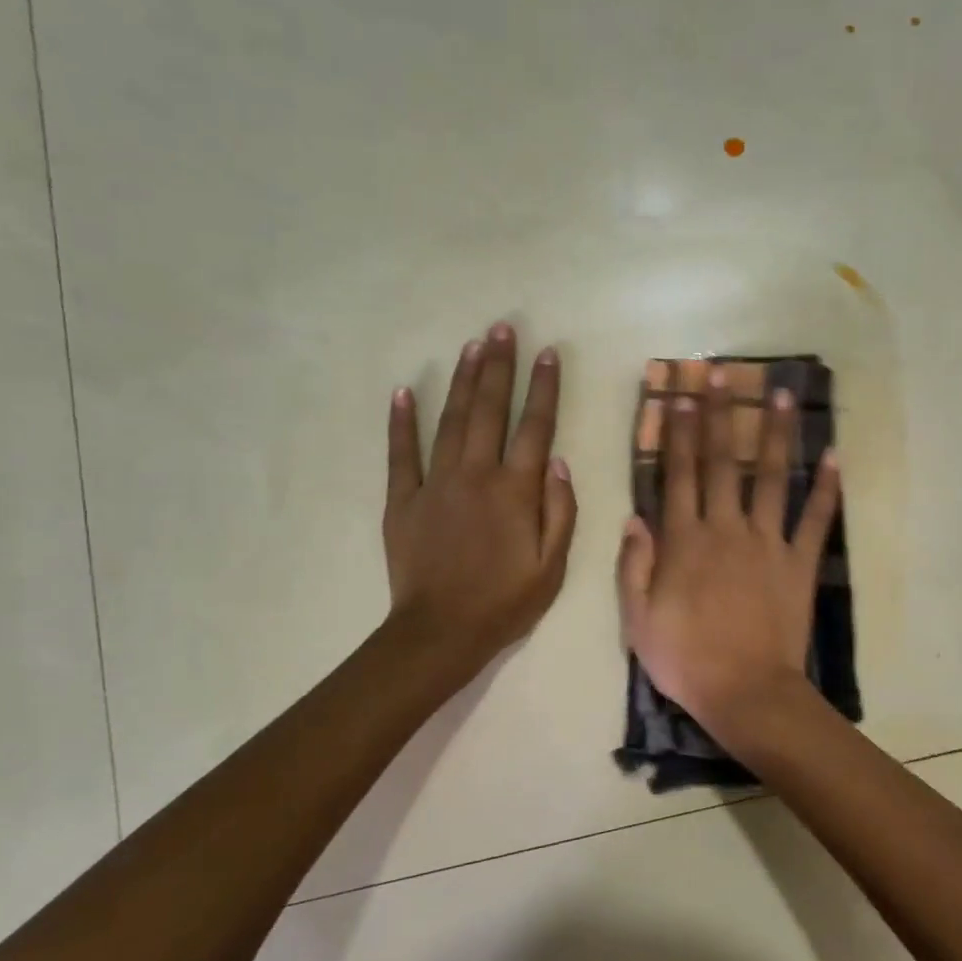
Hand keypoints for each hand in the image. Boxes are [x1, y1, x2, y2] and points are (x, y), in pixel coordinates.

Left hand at [384, 324, 576, 678]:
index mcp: (515, 490)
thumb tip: (557, 461)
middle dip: (499, 366)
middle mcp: (476, 474)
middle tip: (503, 328)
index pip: (535, 426)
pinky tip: (405, 390)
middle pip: (490, 410)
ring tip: (472, 345)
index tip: (548, 352)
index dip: (543, 387)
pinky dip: (402, 421)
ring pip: (451, 420)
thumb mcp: (553, 566)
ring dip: (463, 380)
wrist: (441, 632)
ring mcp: (435, 483)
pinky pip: (401, 452)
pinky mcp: (402, 499)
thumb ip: (560, 510)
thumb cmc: (505, 602)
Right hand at [617, 366, 839, 746]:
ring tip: (779, 393)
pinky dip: (826, 489)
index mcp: (685, 541)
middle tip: (721, 373)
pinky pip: (815, 520)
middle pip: (723, 462)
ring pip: (772, 478)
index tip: (681, 396)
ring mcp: (767, 543)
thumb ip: (634, 564)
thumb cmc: (685, 659)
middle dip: (720, 414)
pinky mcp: (799, 564)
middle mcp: (726, 529)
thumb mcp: (638, 618)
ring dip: (775, 433)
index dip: (679, 433)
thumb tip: (634, 516)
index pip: (680, 475)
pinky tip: (835, 456)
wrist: (745, 693)